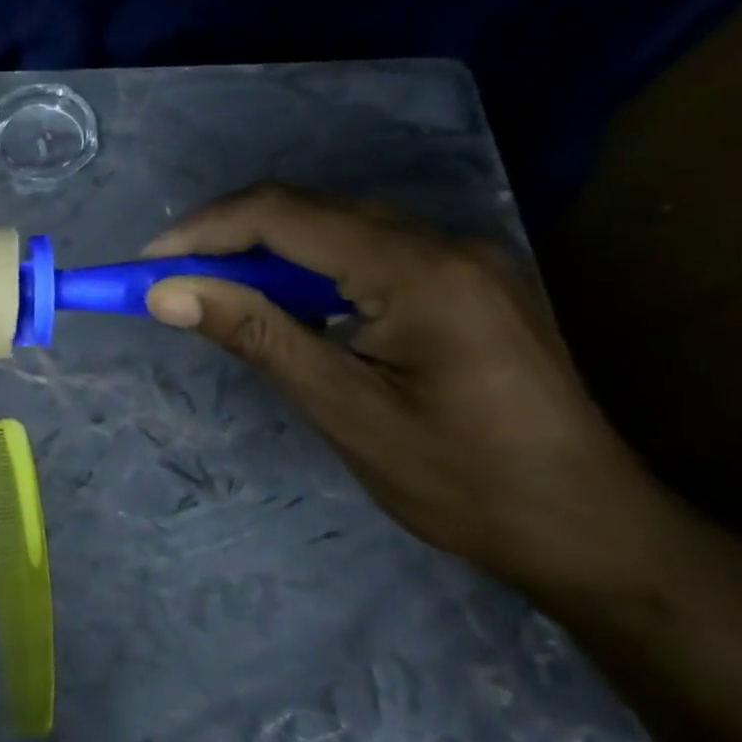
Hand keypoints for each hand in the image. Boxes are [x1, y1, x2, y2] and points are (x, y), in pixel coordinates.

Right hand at [143, 184, 687, 595]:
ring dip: (264, 251)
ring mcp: (464, 254)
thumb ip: (256, 336)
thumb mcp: (345, 412)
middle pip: (309, 209)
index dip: (205, 230)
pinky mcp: (467, 277)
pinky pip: (366, 249)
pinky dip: (308, 268)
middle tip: (169, 280)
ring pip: (335, 225)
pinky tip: (286, 305)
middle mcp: (445, 240)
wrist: (594, 532)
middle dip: (227, 237)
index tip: (147, 265)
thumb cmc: (464, 483)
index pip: (286, 216)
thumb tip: (166, 293)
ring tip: (213, 292)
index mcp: (420, 269)